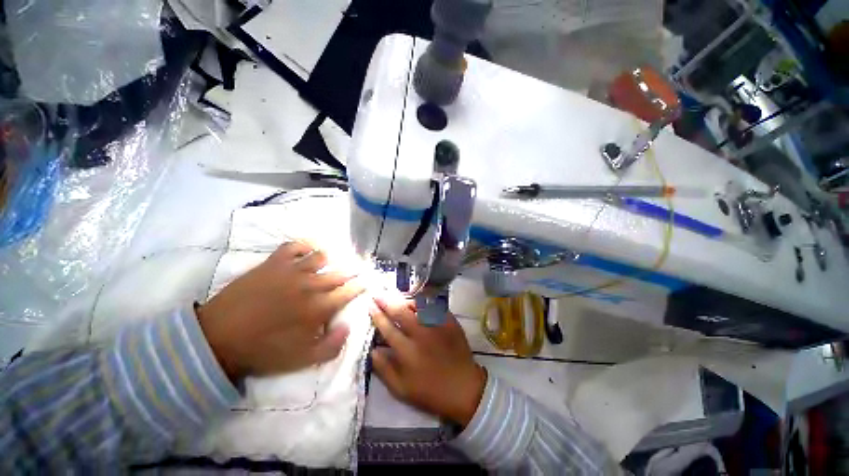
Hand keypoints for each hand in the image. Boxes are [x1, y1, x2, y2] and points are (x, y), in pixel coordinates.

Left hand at [197, 241, 364, 380]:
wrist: (219, 339)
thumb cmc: (264, 351)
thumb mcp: (303, 360)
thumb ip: (333, 345)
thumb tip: (348, 326)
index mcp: (319, 308)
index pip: (349, 292)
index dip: (360, 286)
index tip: (364, 284)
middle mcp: (311, 285)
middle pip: (340, 273)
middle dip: (351, 272)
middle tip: (355, 272)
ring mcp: (292, 271)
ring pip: (322, 257)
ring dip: (331, 260)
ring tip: (331, 263)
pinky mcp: (274, 263)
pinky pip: (295, 246)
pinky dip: (305, 245)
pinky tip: (308, 250)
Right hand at [369, 297, 485, 426]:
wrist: (464, 387)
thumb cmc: (430, 391)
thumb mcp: (401, 389)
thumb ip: (384, 369)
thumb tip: (372, 350)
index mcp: (407, 351)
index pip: (387, 328)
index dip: (377, 315)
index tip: (370, 305)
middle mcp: (421, 334)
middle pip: (400, 311)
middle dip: (387, 301)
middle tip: (378, 294)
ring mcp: (437, 325)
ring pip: (418, 305)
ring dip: (404, 299)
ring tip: (397, 296)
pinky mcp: (449, 321)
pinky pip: (434, 305)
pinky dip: (423, 301)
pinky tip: (418, 301)